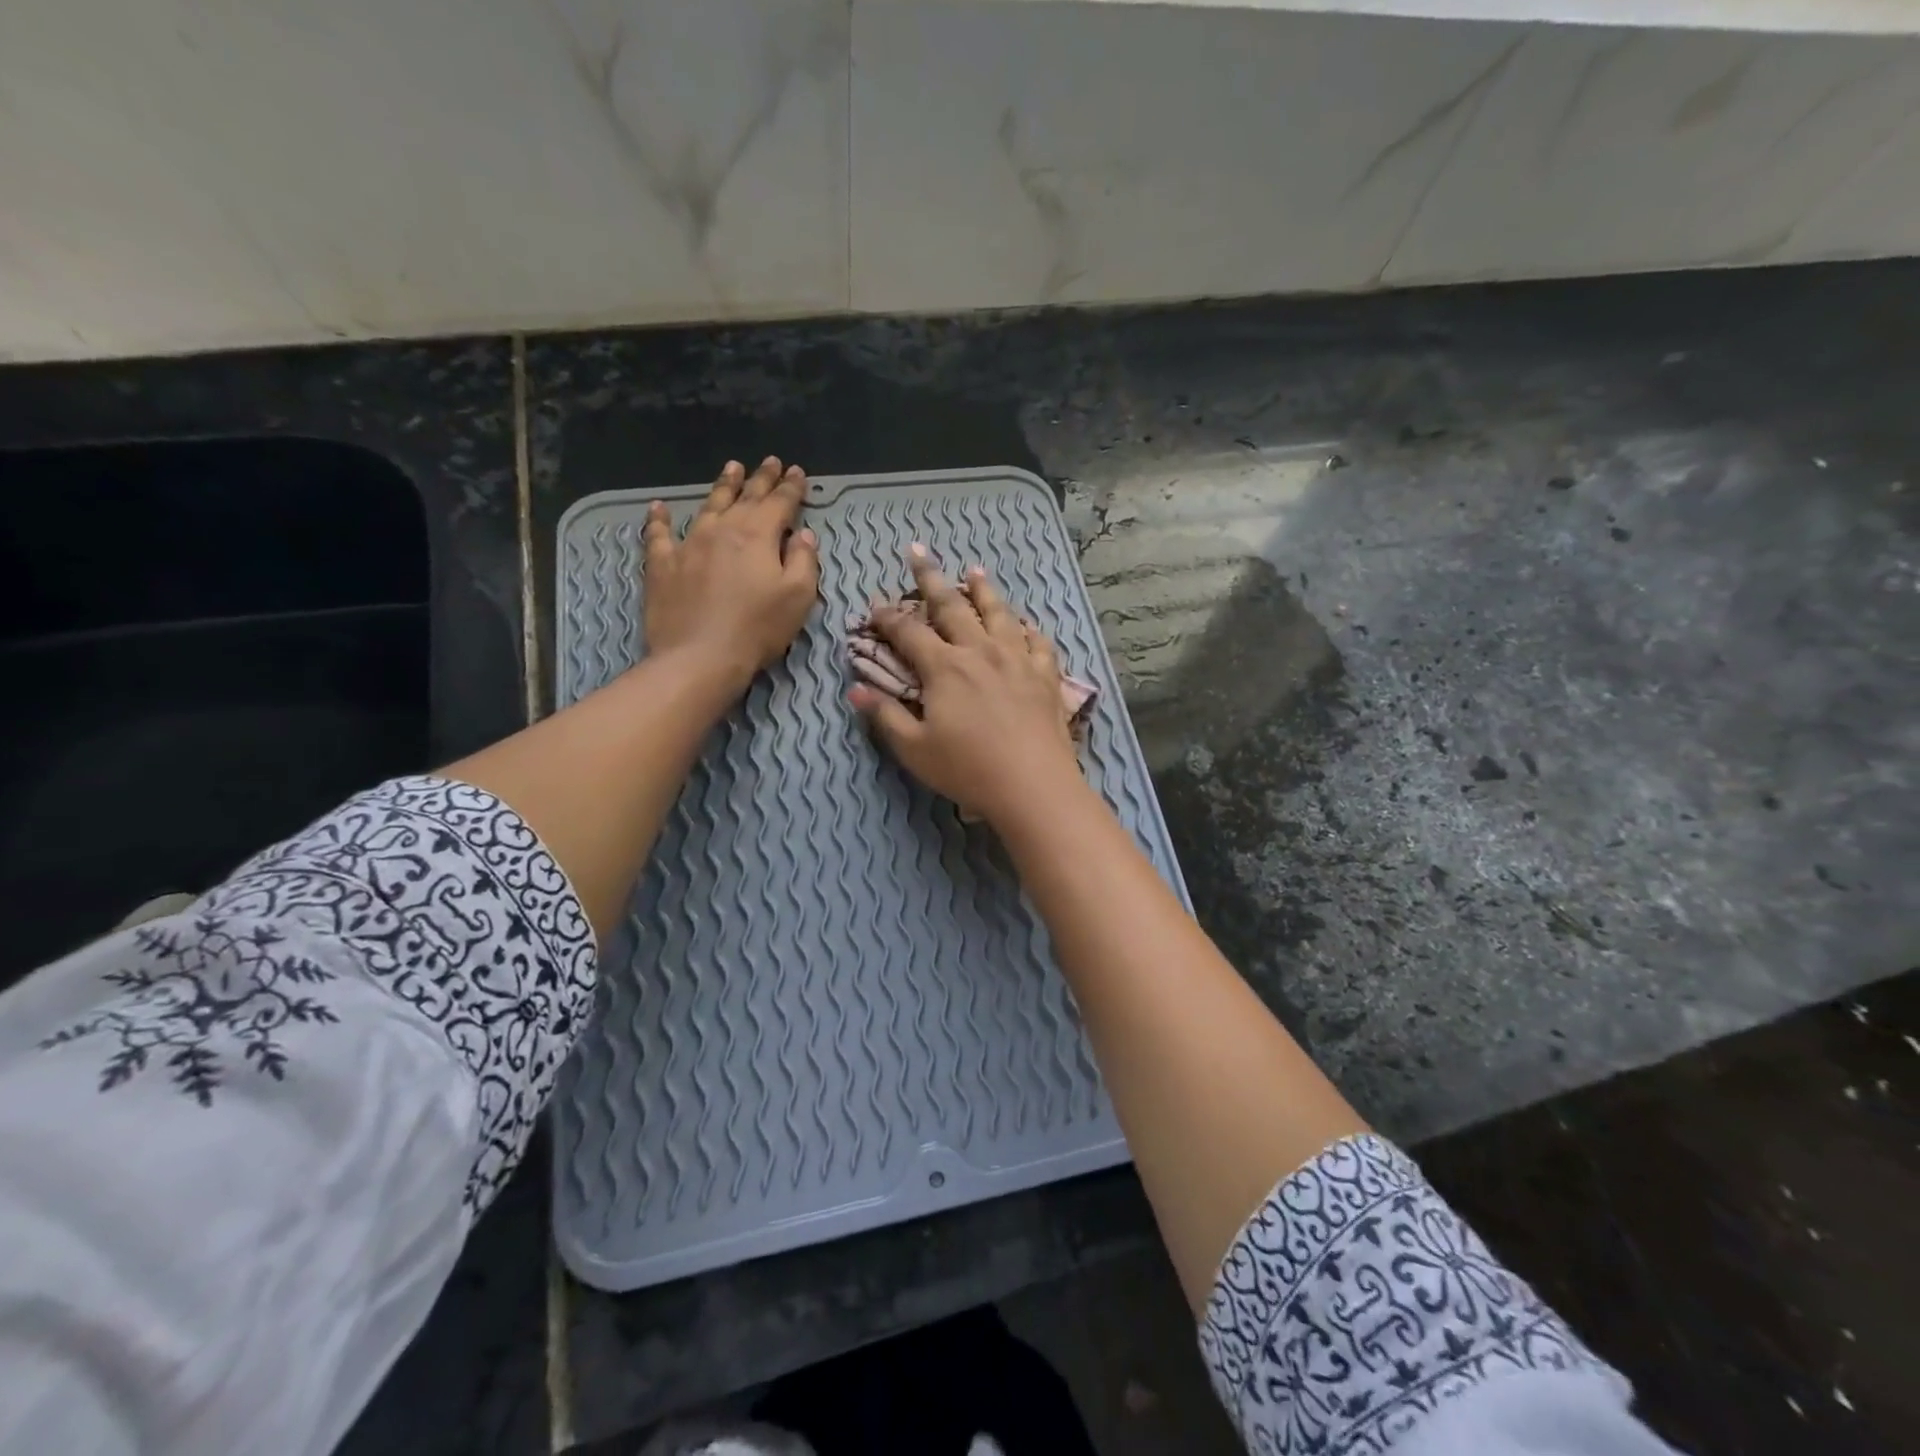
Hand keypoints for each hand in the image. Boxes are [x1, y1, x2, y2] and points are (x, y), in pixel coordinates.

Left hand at [643, 457, 819, 688]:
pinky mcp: (662, 565)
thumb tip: (803, 535)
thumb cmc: (757, 628)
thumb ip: (804, 561)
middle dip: (761, 478)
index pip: (780, 503)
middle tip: (770, 461)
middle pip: (745, 497)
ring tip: (731, 468)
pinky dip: (659, 519)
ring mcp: (688, 544)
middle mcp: (722, 530)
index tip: (798, 472)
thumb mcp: (798, 597)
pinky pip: (658, 534)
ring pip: (708, 506)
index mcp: (758, 535)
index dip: (792, 487)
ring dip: (722, 486)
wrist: (699, 656)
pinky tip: (658, 508)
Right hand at [850, 547, 1082, 826]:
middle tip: (918, 551)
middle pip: (952, 606)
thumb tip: (854, 690)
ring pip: (999, 613)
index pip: (908, 632)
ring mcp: (1017, 659)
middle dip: (930, 578)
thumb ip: (885, 716)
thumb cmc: (968, 769)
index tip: (873, 605)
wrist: (1034, 785)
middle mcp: (980, 651)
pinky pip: (1037, 641)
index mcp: (944, 667)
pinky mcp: (1045, 675)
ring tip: (974, 571)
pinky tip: (1025, 624)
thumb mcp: (915, 748)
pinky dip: (1027, 629)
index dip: (887, 617)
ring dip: (983, 590)